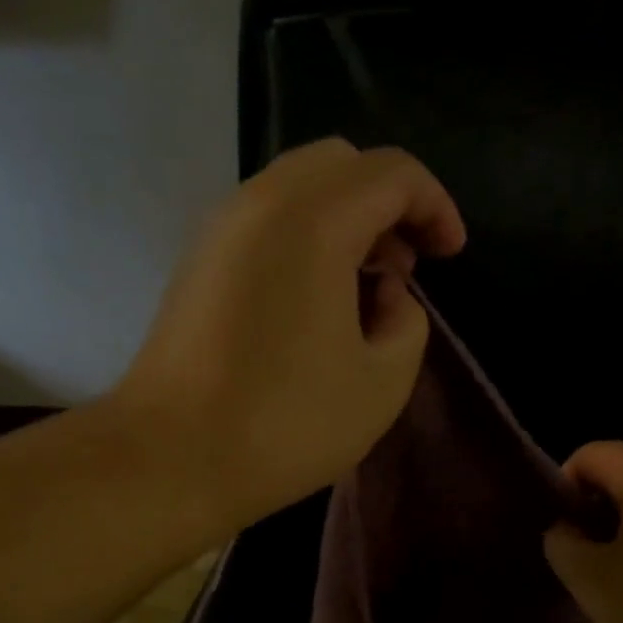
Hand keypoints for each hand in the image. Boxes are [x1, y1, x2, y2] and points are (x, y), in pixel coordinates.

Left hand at [113, 139, 465, 535]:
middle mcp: (259, 203)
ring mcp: (219, 229)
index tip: (451, 256)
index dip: (435, 205)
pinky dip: (305, 236)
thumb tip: (387, 294)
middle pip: (340, 165)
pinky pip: (265, 220)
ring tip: (367, 287)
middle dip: (388, 202)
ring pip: (298, 188)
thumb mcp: (383, 381)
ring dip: (345, 219)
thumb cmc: (286, 424)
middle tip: (406, 267)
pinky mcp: (196, 261)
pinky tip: (317, 299)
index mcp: (313, 221)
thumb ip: (408, 320)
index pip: (391, 173)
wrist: (171, 458)